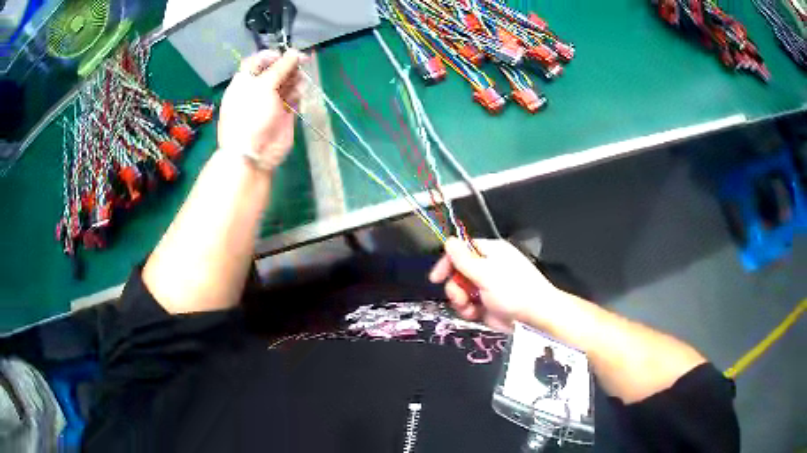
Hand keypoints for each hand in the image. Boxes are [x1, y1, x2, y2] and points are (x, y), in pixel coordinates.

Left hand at [217, 49, 305, 170]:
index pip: (258, 61)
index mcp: (245, 81)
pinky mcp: (284, 114)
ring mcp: (271, 102)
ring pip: (287, 83)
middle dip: (288, 65)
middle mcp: (257, 89)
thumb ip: (280, 68)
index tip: (286, 54)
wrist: (254, 152)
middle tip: (301, 63)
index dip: (273, 55)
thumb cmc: (251, 115)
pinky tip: (299, 94)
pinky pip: (294, 98)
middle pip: (275, 70)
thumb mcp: (263, 86)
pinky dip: (298, 94)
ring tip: (299, 81)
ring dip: (295, 79)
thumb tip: (294, 52)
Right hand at [429, 238, 566, 331]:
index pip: (461, 250)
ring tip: (469, 308)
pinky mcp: (486, 304)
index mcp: (490, 252)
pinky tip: (474, 314)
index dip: (447, 262)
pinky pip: (468, 304)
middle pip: (458, 272)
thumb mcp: (486, 274)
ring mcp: (487, 287)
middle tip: (460, 297)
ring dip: (461, 300)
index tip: (436, 277)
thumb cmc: (514, 291)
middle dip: (455, 286)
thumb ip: (464, 259)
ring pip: (461, 290)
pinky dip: (468, 310)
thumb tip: (448, 240)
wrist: (535, 318)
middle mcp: (487, 267)